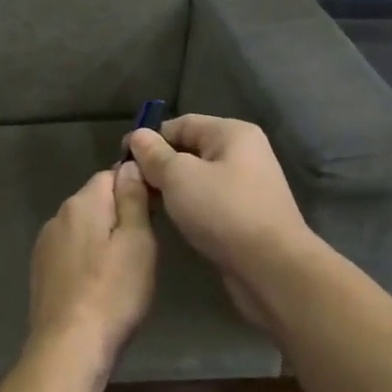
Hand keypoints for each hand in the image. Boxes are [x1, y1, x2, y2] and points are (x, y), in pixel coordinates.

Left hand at [27, 163, 156, 369]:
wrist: (69, 346)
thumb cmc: (113, 293)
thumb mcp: (137, 242)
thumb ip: (133, 200)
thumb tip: (129, 165)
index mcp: (82, 204)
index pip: (110, 175)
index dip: (135, 187)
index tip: (155, 212)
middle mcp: (57, 216)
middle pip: (94, 201)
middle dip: (119, 214)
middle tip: (144, 246)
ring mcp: (45, 245)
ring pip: (82, 228)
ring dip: (102, 238)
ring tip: (123, 269)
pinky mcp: (40, 271)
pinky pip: (70, 251)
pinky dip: (86, 259)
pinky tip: (99, 284)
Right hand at [125, 115, 311, 326]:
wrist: (271, 267)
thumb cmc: (223, 211)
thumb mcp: (179, 176)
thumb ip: (154, 154)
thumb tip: (138, 136)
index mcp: (232, 133)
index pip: (180, 124)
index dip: (148, 138)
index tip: (121, 159)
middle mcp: (243, 153)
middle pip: (189, 150)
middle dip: (157, 165)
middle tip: (129, 185)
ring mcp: (246, 185)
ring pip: (197, 178)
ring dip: (170, 188)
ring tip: (144, 202)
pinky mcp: (245, 214)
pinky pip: (207, 200)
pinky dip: (187, 205)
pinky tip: (169, 219)